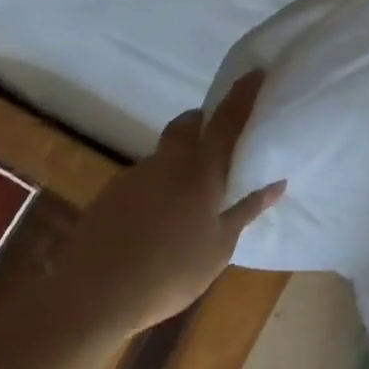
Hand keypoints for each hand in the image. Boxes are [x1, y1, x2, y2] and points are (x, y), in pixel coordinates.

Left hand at [61, 71, 283, 331]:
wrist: (92, 296)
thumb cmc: (169, 272)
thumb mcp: (219, 247)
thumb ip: (246, 211)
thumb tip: (277, 183)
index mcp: (200, 170)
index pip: (227, 120)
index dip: (243, 94)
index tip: (256, 72)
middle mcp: (167, 162)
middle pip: (187, 125)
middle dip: (203, 122)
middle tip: (219, 140)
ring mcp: (134, 177)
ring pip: (164, 156)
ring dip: (179, 163)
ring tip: (189, 201)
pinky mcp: (110, 196)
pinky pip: (143, 181)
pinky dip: (157, 190)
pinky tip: (157, 225)